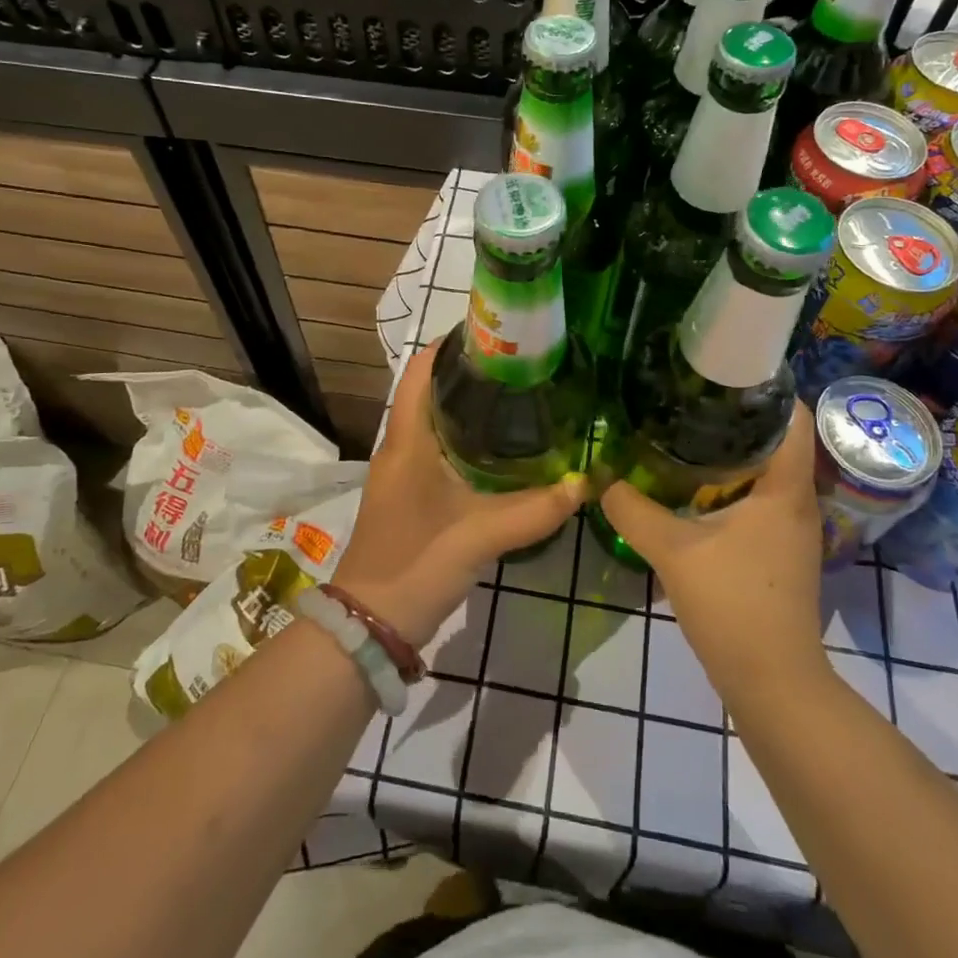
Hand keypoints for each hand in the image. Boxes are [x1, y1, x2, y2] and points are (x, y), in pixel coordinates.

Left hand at [334, 341, 585, 647]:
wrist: (371, 624)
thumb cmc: (417, 563)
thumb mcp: (481, 534)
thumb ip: (536, 509)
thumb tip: (587, 482)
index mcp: (407, 439)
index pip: (419, 371)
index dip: (448, 345)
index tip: (492, 333)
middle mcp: (399, 446)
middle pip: (427, 390)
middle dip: (467, 373)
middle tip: (518, 364)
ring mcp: (401, 471)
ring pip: (432, 420)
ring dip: (464, 405)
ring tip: (515, 395)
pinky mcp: (409, 494)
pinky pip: (435, 448)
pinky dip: (463, 436)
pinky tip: (497, 448)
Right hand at [600, 407, 829, 700]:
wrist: (773, 684)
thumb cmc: (735, 606)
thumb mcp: (673, 551)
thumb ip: (633, 509)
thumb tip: (600, 477)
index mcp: (785, 488)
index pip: (792, 416)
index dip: (765, 385)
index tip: (721, 366)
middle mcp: (797, 500)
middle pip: (775, 438)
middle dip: (735, 413)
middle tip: (688, 393)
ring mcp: (791, 528)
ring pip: (765, 470)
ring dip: (731, 449)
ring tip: (684, 428)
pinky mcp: (779, 550)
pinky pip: (758, 497)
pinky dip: (730, 482)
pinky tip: (692, 484)